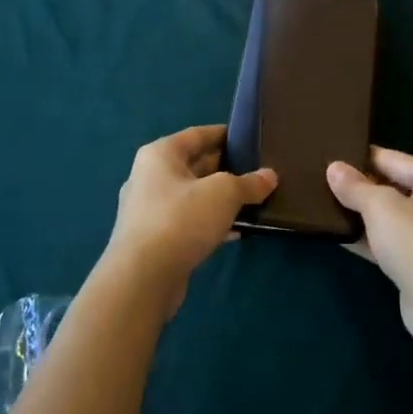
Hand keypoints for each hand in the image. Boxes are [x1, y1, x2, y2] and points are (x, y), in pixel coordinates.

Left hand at [105, 125, 276, 318]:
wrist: (142, 279)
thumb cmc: (181, 219)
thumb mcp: (224, 193)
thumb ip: (249, 183)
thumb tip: (270, 177)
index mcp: (160, 154)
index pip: (197, 134)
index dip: (224, 134)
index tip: (250, 139)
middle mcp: (149, 177)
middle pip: (195, 165)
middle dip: (226, 169)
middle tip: (258, 172)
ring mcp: (149, 211)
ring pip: (193, 197)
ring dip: (220, 200)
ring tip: (253, 201)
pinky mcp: (153, 241)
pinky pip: (188, 222)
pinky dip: (210, 223)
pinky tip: (235, 232)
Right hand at [327, 149, 412, 344]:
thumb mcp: (380, 207)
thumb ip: (355, 186)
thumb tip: (333, 167)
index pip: (393, 158)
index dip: (361, 157)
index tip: (331, 155)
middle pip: (395, 187)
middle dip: (362, 187)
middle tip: (324, 181)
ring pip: (394, 218)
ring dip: (365, 215)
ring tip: (327, 207)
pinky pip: (394, 243)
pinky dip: (371, 240)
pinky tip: (342, 238)